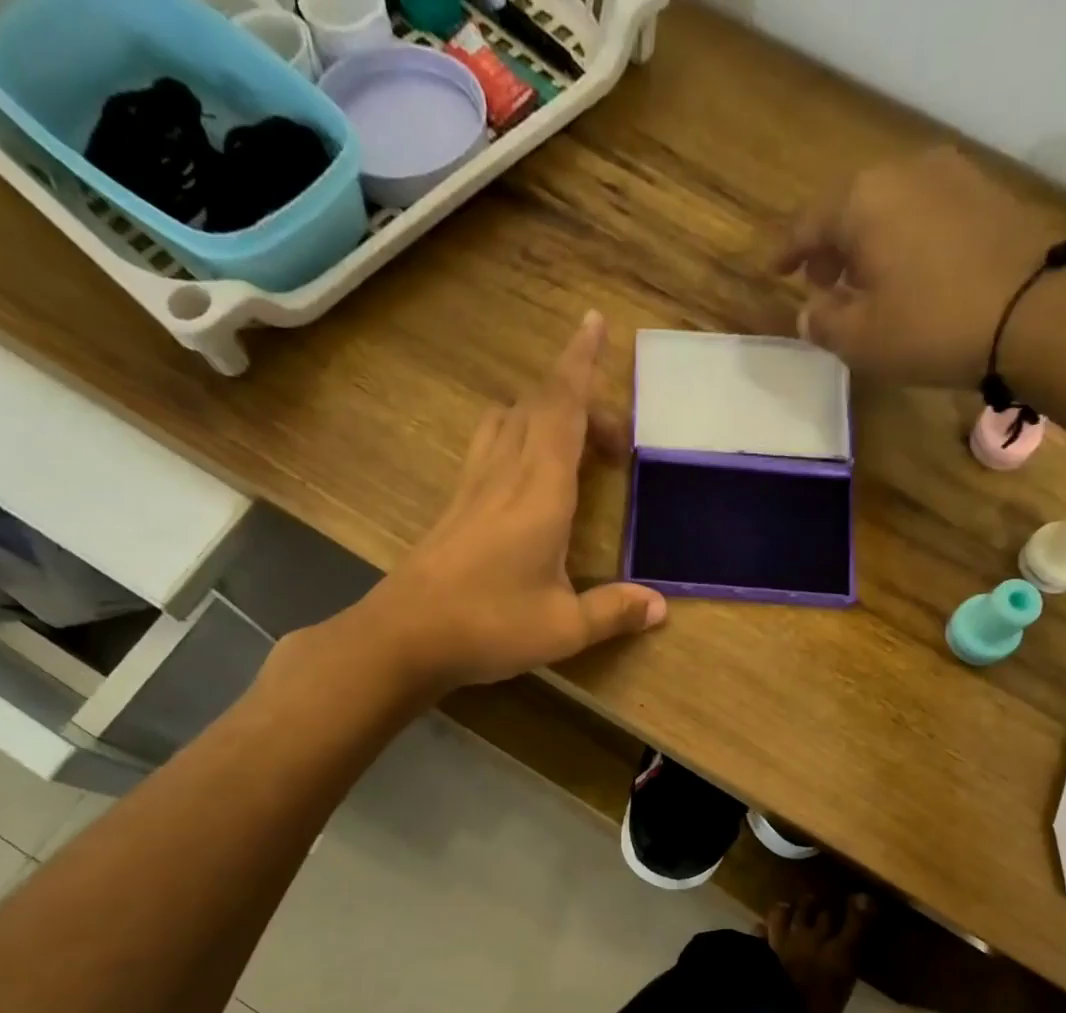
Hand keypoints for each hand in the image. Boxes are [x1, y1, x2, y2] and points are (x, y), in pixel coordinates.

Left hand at [354, 311, 666, 691]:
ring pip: (505, 422)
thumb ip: (614, 611)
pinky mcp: (454, 507)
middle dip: (577, 400)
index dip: (580, 365)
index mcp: (539, 492)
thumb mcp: (564, 628)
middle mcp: (504, 475)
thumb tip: (660, 607)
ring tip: (569, 439)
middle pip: (538, 408)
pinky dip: (513, 437)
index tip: (595, 322)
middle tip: (612, 433)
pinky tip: (522, 472)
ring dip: (540, 414)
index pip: (563, 411)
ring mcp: (473, 488)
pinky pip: (488, 449)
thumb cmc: (490, 626)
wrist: (405, 637)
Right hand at [775, 147, 1063, 385]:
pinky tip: (907, 275)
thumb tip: (809, 311)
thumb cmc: (930, 326)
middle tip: (822, 283)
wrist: (1035, 311)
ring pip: (891, 208)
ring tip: (865, 284)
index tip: (774, 271)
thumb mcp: (860, 339)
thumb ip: (823, 322)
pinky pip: (926, 213)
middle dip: (831, 246)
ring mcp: (952, 177)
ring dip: (869, 244)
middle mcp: (905, 172)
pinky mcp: (986, 195)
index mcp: (863, 200)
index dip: (787, 251)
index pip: (809, 223)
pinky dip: (905, 240)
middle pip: (851, 207)